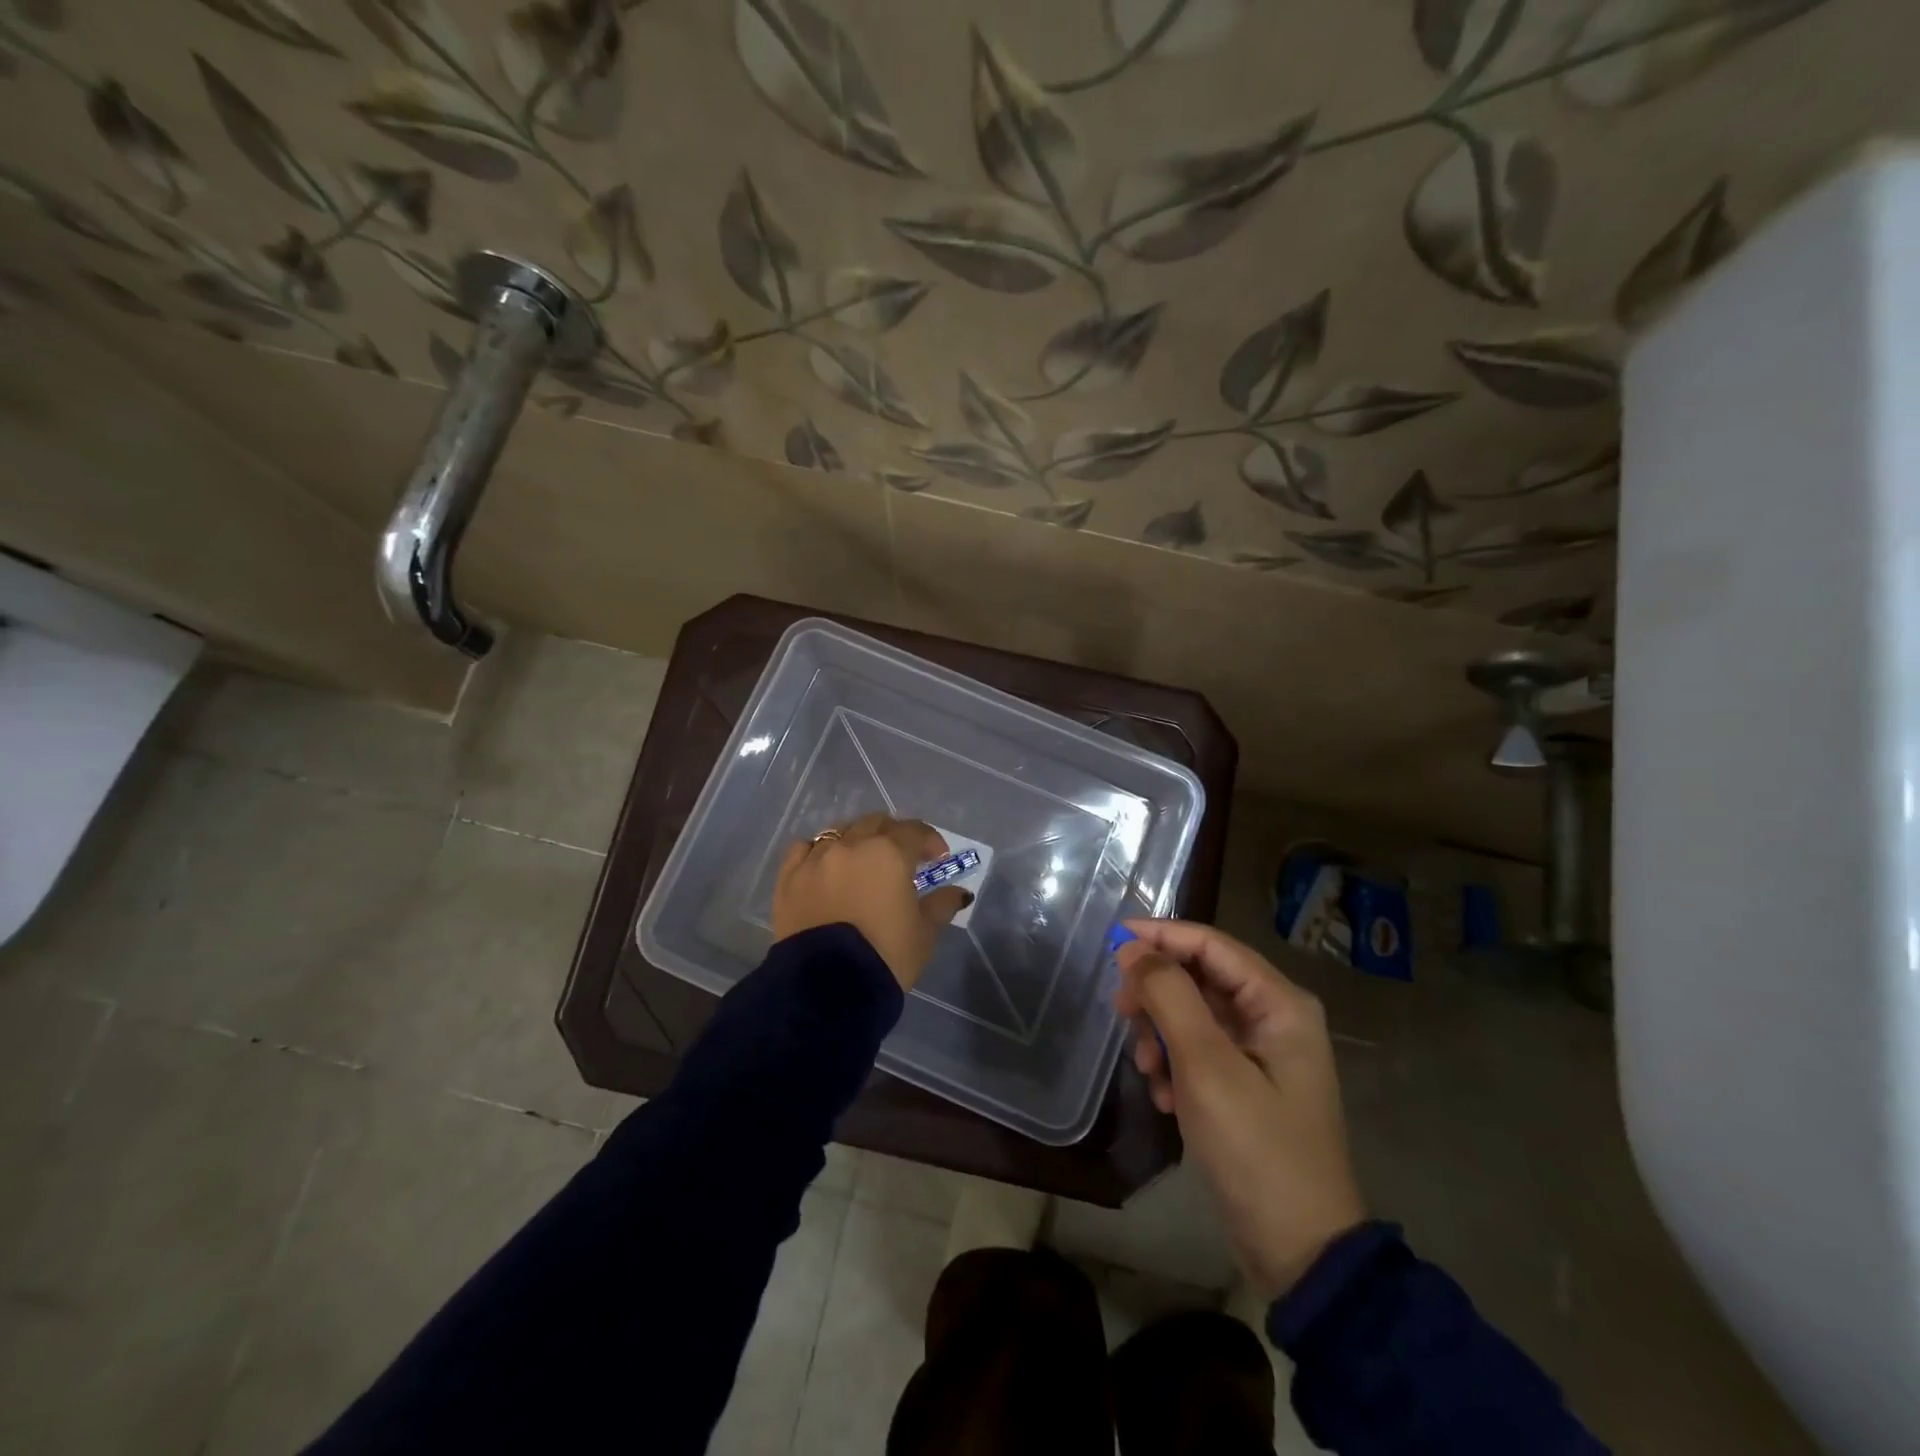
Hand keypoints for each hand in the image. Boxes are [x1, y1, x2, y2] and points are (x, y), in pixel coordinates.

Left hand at [772, 814, 968, 990]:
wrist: (828, 989)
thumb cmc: (886, 956)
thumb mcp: (924, 933)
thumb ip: (942, 905)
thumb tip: (958, 892)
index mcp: (889, 853)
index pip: (914, 831)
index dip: (930, 840)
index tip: (938, 857)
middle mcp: (851, 845)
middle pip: (876, 824)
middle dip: (893, 835)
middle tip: (903, 856)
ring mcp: (815, 858)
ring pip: (839, 832)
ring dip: (856, 840)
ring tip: (862, 860)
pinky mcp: (788, 877)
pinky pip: (804, 849)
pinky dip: (818, 852)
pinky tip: (825, 866)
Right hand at [1114, 920, 1365, 1300]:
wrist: (1300, 1253)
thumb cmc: (1256, 1148)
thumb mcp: (1206, 1065)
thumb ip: (1169, 996)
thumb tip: (1132, 948)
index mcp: (1279, 1003)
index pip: (1210, 944)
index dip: (1160, 935)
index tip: (1110, 941)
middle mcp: (1274, 1017)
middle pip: (1200, 978)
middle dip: (1157, 994)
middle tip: (1121, 1013)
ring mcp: (1261, 1053)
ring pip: (1193, 1015)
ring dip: (1162, 1036)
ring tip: (1149, 1072)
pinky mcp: (1246, 1084)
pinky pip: (1199, 1051)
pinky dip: (1175, 1065)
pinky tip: (1168, 1099)